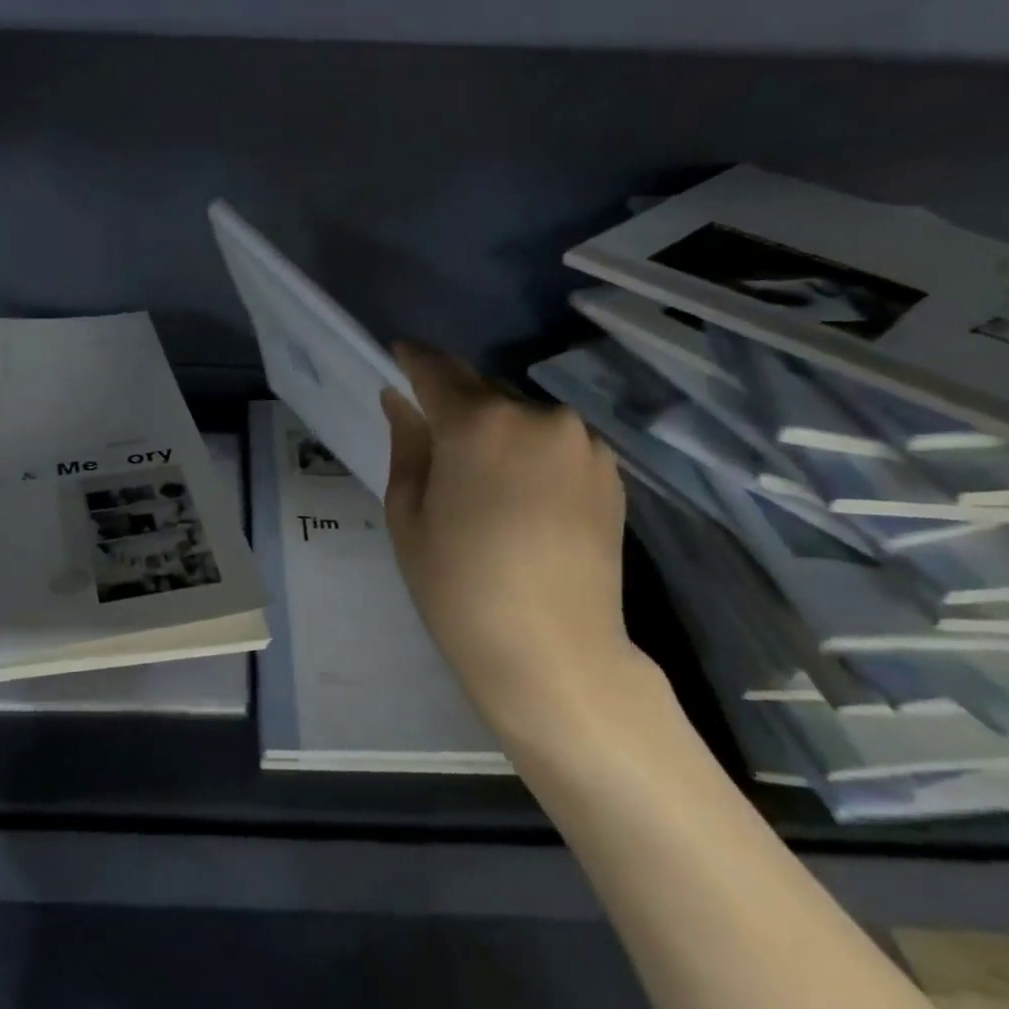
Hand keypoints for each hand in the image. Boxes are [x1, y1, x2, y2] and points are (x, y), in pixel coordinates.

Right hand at [382, 342, 659, 753]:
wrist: (554, 654)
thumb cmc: (459, 588)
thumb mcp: (409, 516)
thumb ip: (407, 446)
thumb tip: (400, 401)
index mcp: (478, 424)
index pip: (437, 370)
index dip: (413, 359)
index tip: (397, 355)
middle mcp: (537, 417)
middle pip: (483, 390)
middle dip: (456, 403)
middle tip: (436, 438)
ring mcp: (582, 443)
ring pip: (523, 417)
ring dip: (498, 430)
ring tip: (485, 479)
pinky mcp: (610, 472)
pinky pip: (556, 444)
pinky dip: (533, 453)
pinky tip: (523, 498)